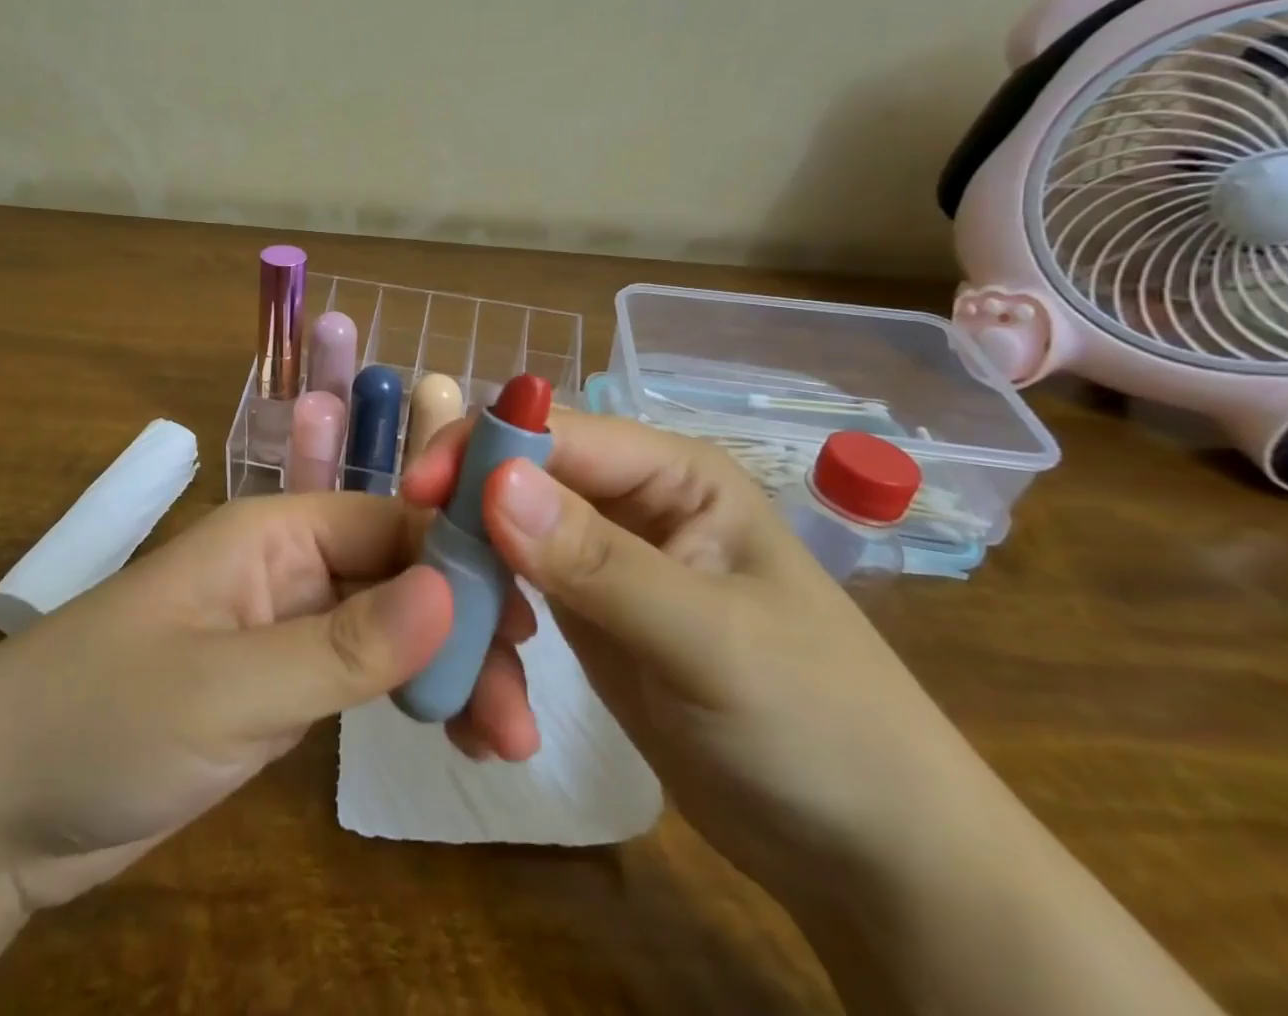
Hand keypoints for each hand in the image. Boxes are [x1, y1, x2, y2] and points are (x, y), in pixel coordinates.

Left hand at [0, 490, 538, 921]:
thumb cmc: (101, 720)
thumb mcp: (230, 686)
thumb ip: (345, 643)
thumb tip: (459, 588)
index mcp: (274, 530)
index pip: (392, 522)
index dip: (462, 559)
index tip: (530, 620)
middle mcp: (288, 564)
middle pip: (400, 575)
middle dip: (464, 628)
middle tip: (522, 708)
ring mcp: (284, 626)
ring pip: (390, 627)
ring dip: (447, 670)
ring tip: (507, 740)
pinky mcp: (278, 685)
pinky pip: (362, 674)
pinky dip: (410, 697)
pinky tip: (455, 733)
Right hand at [401, 409, 993, 906]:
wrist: (870, 856)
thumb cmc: (821, 728)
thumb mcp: (708, 642)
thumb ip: (599, 561)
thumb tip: (493, 479)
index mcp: (669, 472)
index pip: (553, 431)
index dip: (482, 450)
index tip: (418, 498)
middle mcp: (627, 501)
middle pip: (512, 485)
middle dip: (466, 541)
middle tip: (428, 607)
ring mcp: (600, 560)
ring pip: (500, 546)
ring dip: (473, 605)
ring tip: (479, 696)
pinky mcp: (583, 615)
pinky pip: (509, 600)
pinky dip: (487, 640)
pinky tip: (490, 704)